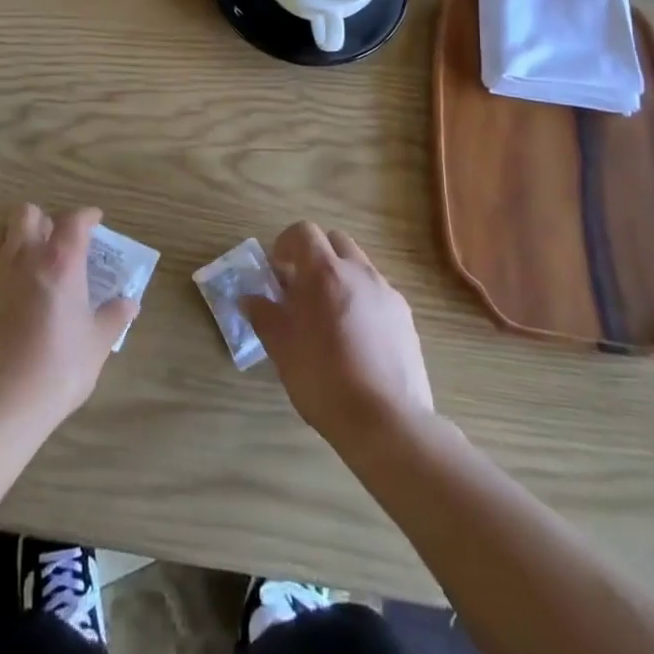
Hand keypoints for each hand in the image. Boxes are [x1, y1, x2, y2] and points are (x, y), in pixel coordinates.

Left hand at [0, 204, 136, 449]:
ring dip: (19, 237)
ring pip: (2, 233)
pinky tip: (16, 294)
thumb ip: (113, 318)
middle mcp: (25, 258)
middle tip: (59, 240)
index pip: (74, 220)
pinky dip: (5, 267)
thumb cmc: (55, 372)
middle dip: (45, 218)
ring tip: (35, 260)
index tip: (96, 221)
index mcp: (60, 263)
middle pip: (27, 213)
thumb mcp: (96, 347)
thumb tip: (129, 303)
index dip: (87, 215)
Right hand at [242, 222, 433, 449]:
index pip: (303, 232)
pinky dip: (362, 301)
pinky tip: (356, 339)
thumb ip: (264, 316)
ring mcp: (386, 292)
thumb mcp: (282, 349)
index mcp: (324, 271)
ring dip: (340, 277)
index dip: (286, 244)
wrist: (387, 422)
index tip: (278, 270)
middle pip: (335, 241)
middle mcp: (358, 271)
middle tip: (302, 288)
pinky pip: (378, 293)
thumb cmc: (324, 380)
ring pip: (359, 266)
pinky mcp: (405, 317)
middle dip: (316, 255)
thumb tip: (248, 299)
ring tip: (329, 316)